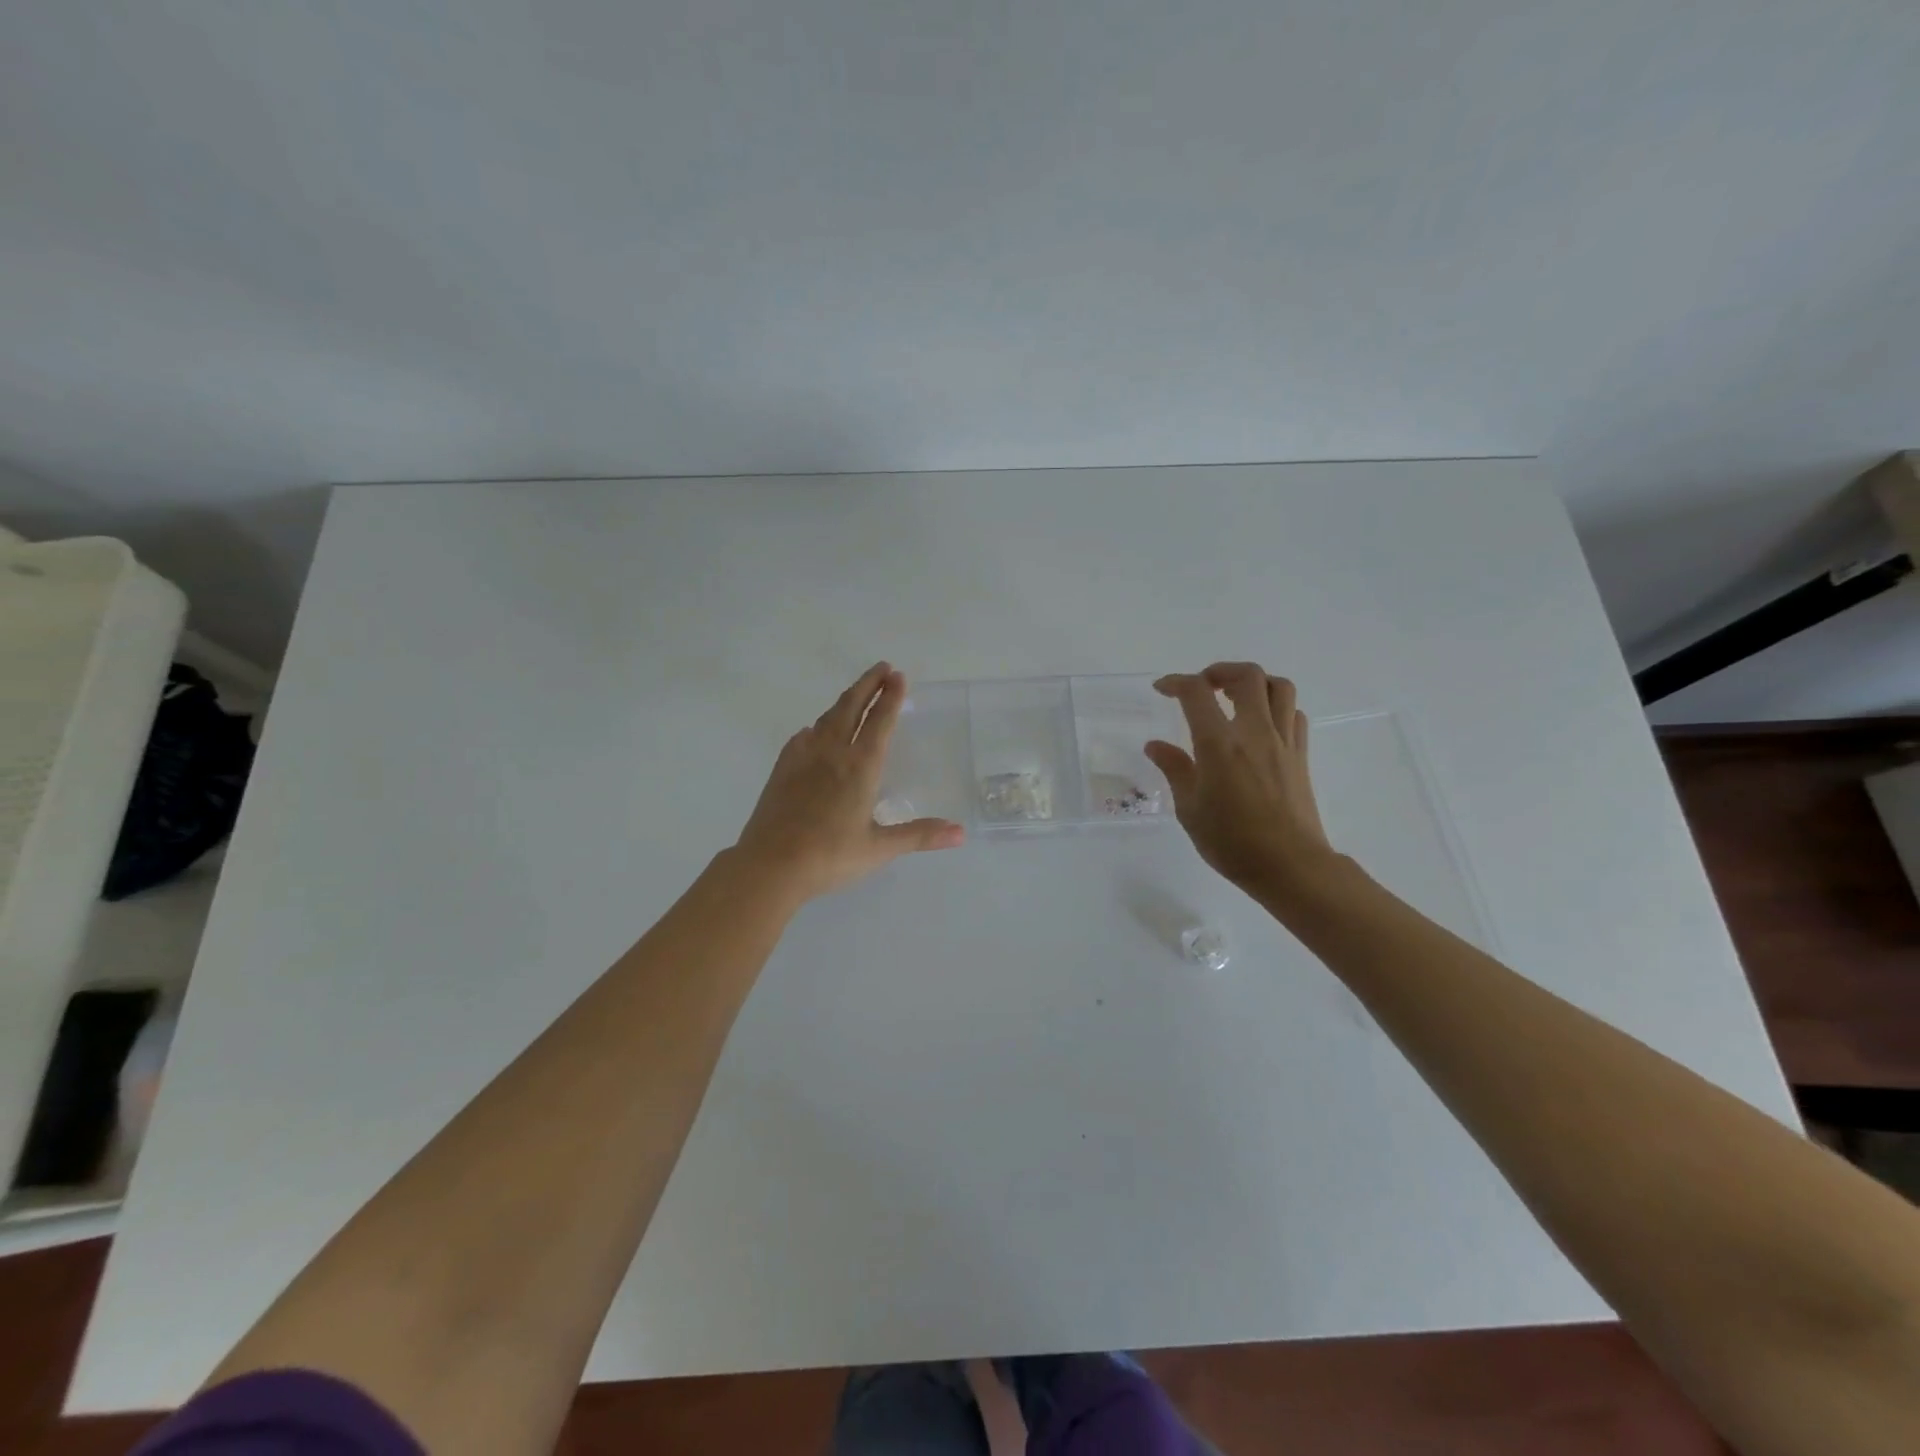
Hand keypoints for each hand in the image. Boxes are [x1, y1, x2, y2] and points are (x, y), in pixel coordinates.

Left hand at [733, 663, 964, 900]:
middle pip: (851, 707)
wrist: (770, 865)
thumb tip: (961, 833)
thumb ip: (920, 835)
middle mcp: (832, 753)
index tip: (899, 676)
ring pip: (827, 719)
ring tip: (856, 693)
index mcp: (860, 766)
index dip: (891, 698)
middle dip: (868, 684)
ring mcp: (803, 758)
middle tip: (882, 668)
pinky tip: (814, 731)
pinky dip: (816, 727)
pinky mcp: (782, 769)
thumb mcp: (880, 848)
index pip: (880, 722)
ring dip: (845, 701)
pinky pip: (803, 737)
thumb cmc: (830, 856)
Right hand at [1144, 662, 1334, 897]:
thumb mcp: (1190, 809)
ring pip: (1279, 687)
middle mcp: (1255, 733)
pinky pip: (1294, 714)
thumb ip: (1175, 769)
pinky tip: (1261, 724)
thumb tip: (1156, 745)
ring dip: (1254, 682)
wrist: (1290, 866)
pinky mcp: (1301, 755)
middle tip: (1203, 687)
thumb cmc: (1232, 842)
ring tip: (1235, 696)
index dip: (1176, 682)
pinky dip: (1276, 707)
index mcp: (1220, 745)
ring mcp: (1283, 742)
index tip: (1162, 689)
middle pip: (1247, 676)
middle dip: (1220, 671)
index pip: (1196, 693)